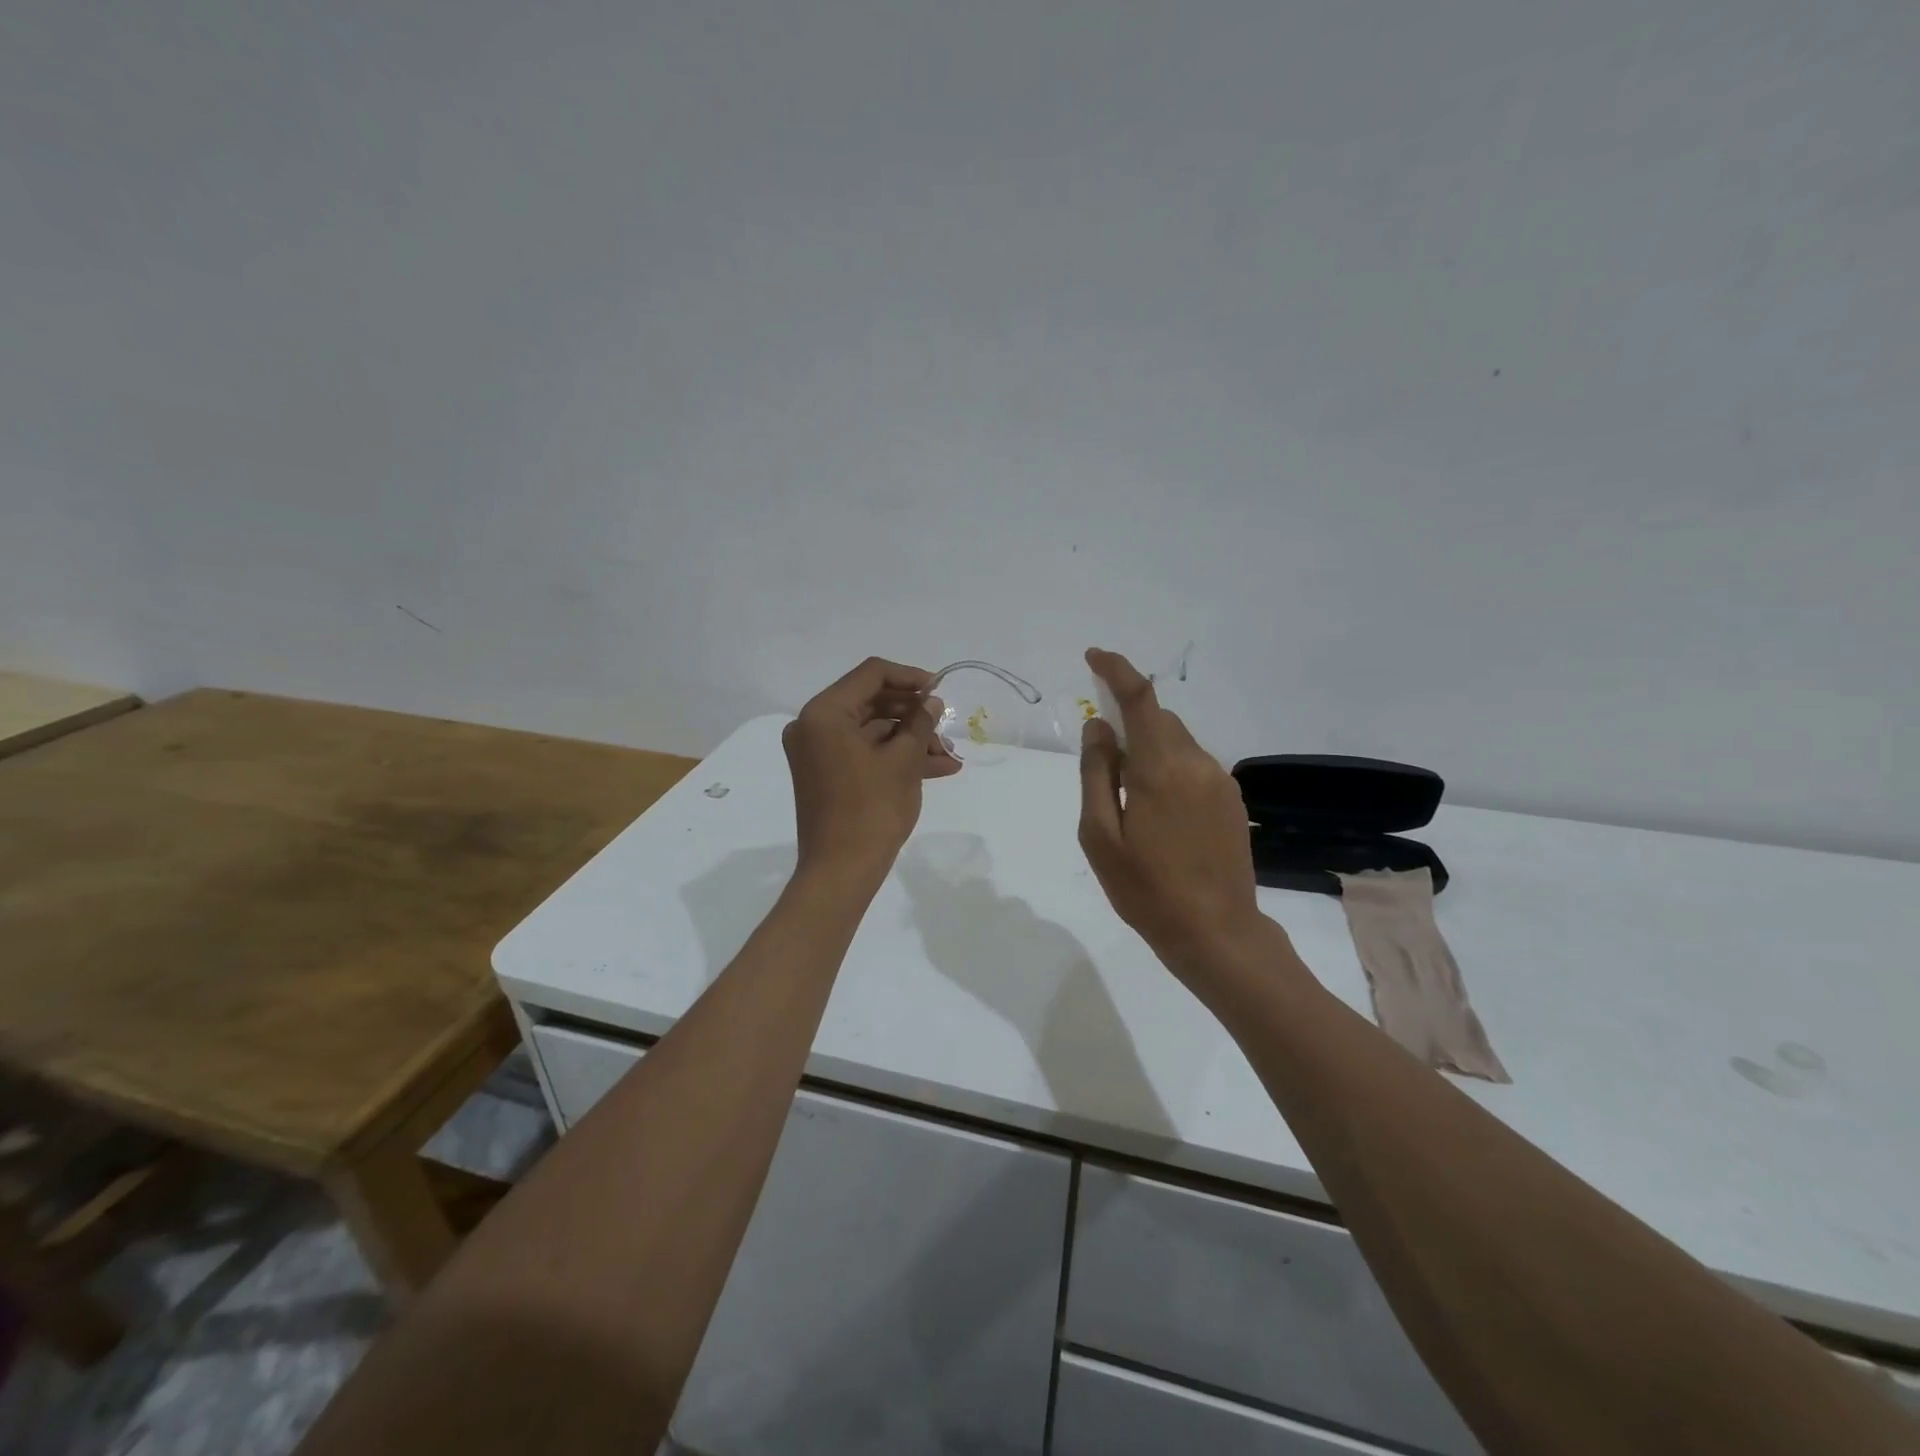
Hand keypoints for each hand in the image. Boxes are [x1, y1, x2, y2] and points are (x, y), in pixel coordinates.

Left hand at [783, 658, 961, 882]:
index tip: (940, 691)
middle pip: (871, 702)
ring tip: (949, 756)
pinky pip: (864, 752)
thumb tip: (932, 702)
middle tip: (946, 726)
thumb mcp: (904, 761)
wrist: (841, 871)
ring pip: (871, 730)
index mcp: (824, 713)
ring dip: (910, 739)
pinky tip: (937, 767)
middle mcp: (813, 725)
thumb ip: (919, 722)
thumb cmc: (871, 810)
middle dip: (913, 714)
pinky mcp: (827, 774)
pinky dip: (895, 757)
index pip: (871, 674)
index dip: (910, 678)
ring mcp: (817, 752)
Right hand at [1078, 648, 1269, 977]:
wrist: (1216, 932)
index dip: (1117, 670)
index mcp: (1160, 768)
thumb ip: (1096, 773)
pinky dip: (1170, 770)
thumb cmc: (1145, 888)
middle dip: (1130, 722)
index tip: (1095, 656)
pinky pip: (1194, 766)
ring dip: (1150, 750)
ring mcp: (1220, 781)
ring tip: (1132, 802)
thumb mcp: (1099, 834)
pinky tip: (1161, 816)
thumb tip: (1098, 727)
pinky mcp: (1232, 800)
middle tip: (1104, 760)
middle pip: (1159, 719)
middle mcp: (1196, 763)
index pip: (1140, 699)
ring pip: (1177, 743)